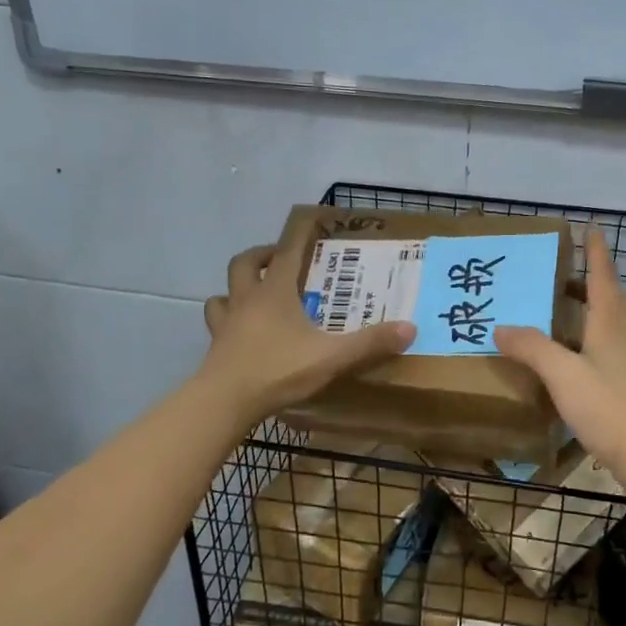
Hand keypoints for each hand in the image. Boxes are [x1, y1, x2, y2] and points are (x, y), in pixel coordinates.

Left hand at [200, 233, 413, 422]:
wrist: (224, 402)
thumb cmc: (278, 370)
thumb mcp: (331, 357)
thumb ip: (369, 343)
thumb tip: (410, 328)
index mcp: (274, 293)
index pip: (286, 252)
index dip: (298, 235)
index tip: (310, 223)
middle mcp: (246, 301)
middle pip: (244, 264)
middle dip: (260, 256)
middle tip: (279, 260)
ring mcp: (226, 324)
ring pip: (223, 294)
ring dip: (236, 289)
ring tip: (254, 296)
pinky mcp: (216, 348)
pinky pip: (217, 324)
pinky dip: (227, 321)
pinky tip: (240, 334)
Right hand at [493, 225, 625, 483]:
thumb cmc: (610, 408)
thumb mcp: (564, 375)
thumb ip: (533, 349)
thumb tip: (501, 326)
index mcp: (608, 325)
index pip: (601, 278)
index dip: (596, 253)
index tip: (591, 228)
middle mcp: (620, 338)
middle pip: (609, 299)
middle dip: (591, 279)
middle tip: (566, 269)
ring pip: (608, 324)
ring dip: (590, 309)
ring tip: (563, 307)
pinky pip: (603, 350)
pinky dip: (586, 340)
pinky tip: (571, 356)